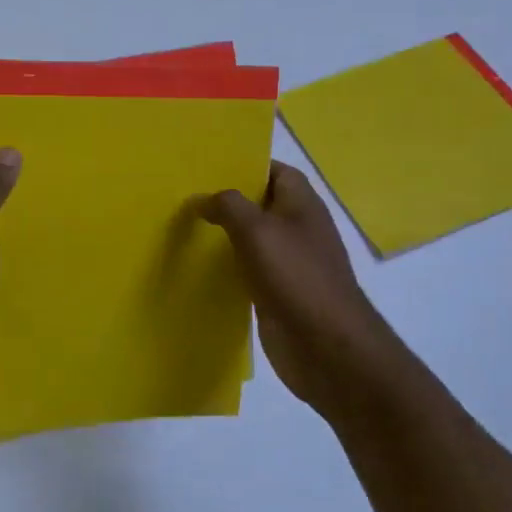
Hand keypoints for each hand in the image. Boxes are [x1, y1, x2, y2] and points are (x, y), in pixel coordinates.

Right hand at [199, 161, 396, 416]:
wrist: (327, 347)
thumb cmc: (296, 277)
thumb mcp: (257, 230)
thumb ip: (228, 206)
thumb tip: (202, 198)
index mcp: (302, 205)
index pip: (275, 171)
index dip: (246, 164)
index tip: (208, 165)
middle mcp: (298, 228)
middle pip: (260, 204)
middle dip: (227, 199)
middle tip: (186, 194)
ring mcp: (289, 263)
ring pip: (252, 238)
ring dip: (224, 234)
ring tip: (185, 225)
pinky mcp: (277, 292)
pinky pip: (248, 270)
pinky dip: (227, 266)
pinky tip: (198, 267)